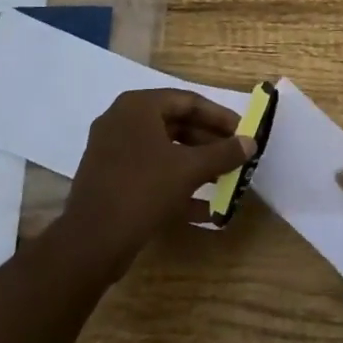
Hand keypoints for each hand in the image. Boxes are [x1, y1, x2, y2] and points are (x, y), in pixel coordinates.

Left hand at [54, 89, 253, 282]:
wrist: (91, 241)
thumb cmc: (143, 190)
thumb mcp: (189, 169)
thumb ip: (223, 153)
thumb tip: (251, 142)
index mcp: (137, 107)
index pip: (188, 101)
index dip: (219, 116)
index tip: (243, 131)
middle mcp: (122, 122)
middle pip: (176, 125)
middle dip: (209, 143)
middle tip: (236, 157)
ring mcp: (113, 152)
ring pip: (164, 151)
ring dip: (196, 166)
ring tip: (226, 180)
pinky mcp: (111, 180)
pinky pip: (151, 174)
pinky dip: (176, 185)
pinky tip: (205, 209)